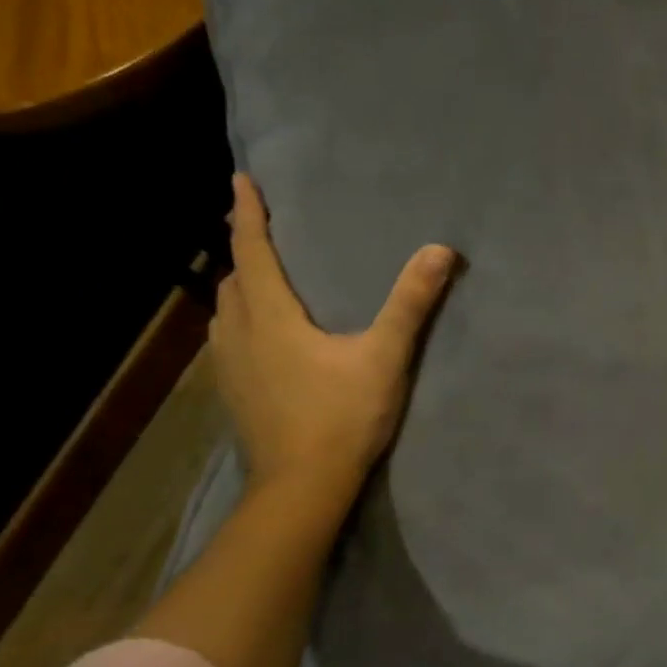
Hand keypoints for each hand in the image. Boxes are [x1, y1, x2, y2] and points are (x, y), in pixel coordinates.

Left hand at [211, 172, 453, 508]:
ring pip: (225, 312)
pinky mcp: (232, 394)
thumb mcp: (384, 357)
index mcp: (270, 316)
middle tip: (261, 233)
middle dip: (244, 250)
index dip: (248, 214)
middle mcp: (238, 334)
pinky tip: (260, 338)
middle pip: (233, 279)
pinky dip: (240, 322)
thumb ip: (410, 303)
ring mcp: (229, 368)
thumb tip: (440, 250)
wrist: (302, 487)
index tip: (240, 179)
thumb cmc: (343, 416)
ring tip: (261, 281)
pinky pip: (227, 341)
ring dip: (240, 288)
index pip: (251, 251)